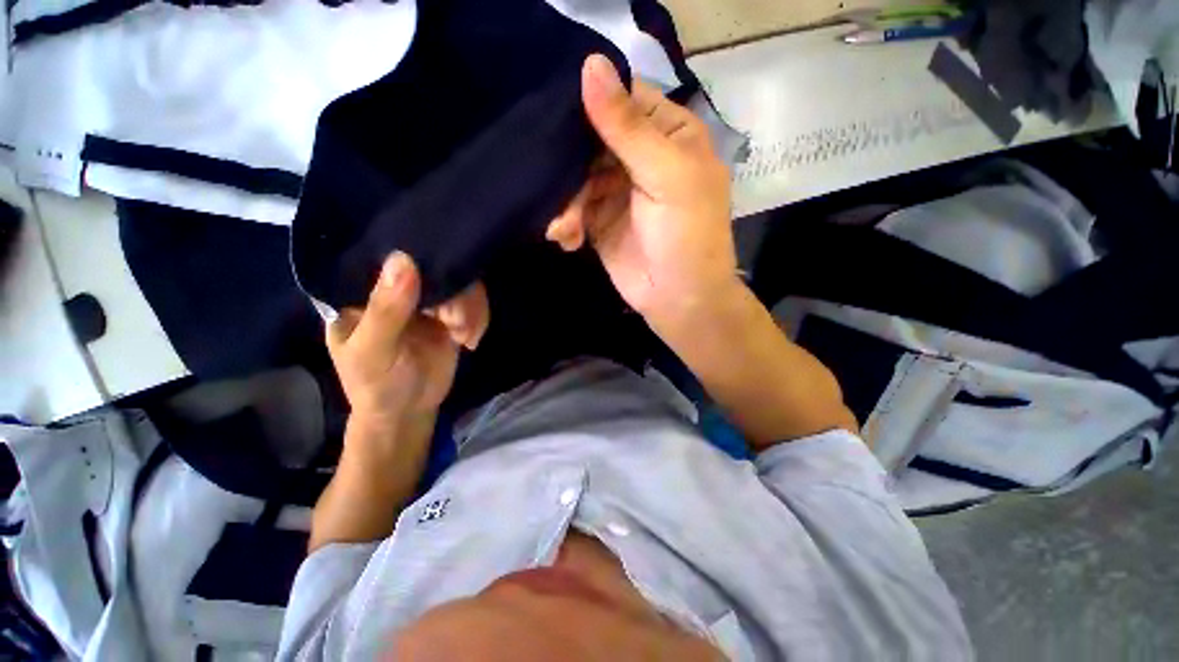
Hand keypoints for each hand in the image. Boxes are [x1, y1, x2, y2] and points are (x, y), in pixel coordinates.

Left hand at [326, 252, 488, 433]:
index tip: (437, 274)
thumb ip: (386, 310)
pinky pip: (472, 302)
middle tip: (455, 322)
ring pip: (459, 283)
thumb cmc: (377, 385)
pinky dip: (478, 319)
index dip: (416, 257)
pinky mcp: (450, 314)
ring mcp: (426, 301)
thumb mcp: (374, 352)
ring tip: (464, 336)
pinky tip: (469, 341)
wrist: (408, 412)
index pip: (389, 257)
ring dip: (470, 310)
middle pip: (433, 266)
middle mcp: (397, 290)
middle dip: (454, 294)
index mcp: (363, 292)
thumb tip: (403, 258)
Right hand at [546, 54, 737, 323]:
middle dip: (570, 162)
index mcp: (668, 135)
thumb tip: (590, 64)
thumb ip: (627, 128)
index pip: (624, 100)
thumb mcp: (665, 176)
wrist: (679, 299)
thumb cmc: (686, 235)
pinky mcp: (600, 222)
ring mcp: (618, 192)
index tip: (555, 112)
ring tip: (565, 225)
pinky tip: (566, 238)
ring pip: (577, 177)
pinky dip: (566, 222)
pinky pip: (574, 210)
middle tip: (554, 182)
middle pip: (592, 139)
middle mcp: (640, 159)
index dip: (592, 101)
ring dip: (566, 201)